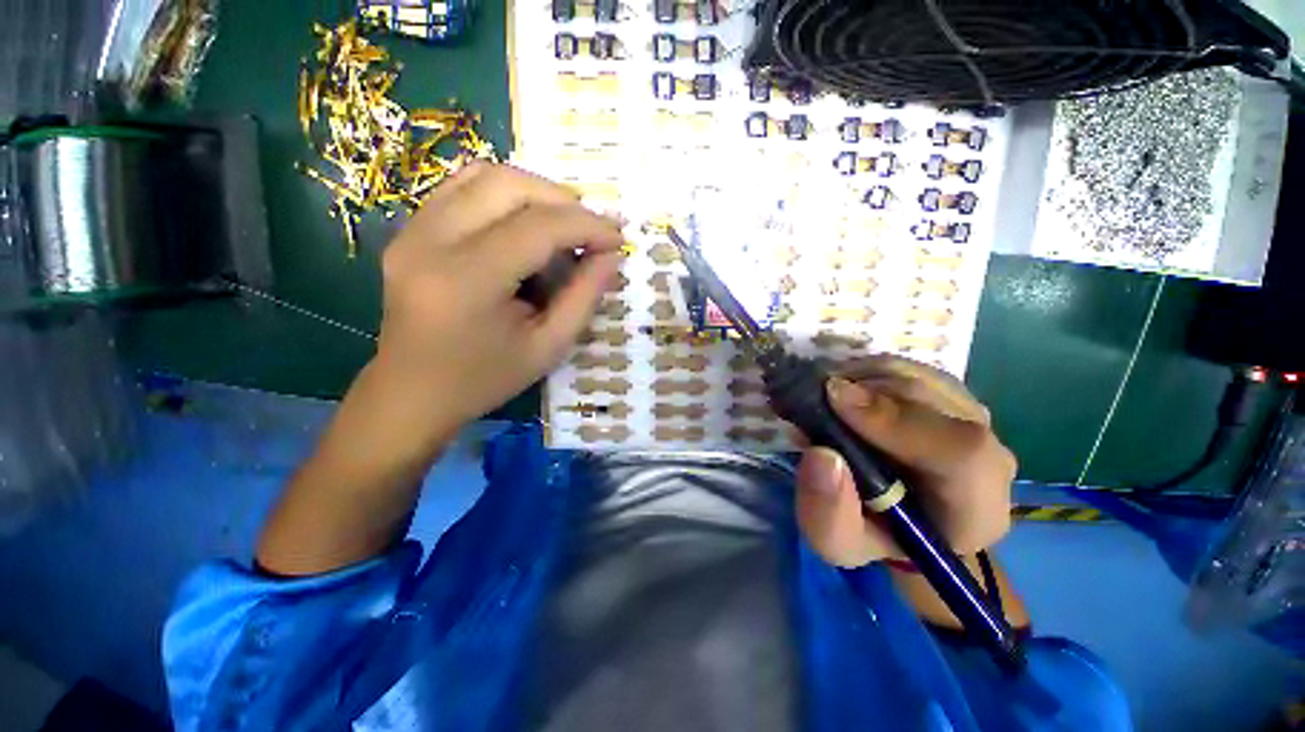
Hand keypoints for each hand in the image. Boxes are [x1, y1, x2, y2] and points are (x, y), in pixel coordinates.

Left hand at [373, 163, 623, 447]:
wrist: (412, 392)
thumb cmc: (485, 379)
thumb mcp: (548, 347)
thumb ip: (584, 297)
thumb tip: (611, 256)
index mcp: (467, 279)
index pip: (538, 227)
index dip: (587, 226)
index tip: (617, 239)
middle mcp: (431, 240)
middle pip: (508, 185)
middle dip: (563, 200)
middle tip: (592, 230)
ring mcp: (412, 230)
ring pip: (483, 175)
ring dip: (535, 191)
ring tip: (564, 223)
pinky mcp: (409, 230)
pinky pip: (462, 187)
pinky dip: (505, 194)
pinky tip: (526, 222)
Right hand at [794, 355, 1015, 566]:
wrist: (905, 518)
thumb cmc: (874, 535)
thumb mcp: (839, 543)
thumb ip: (828, 514)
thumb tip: (820, 454)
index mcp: (975, 509)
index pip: (961, 452)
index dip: (895, 419)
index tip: (834, 399)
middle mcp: (989, 455)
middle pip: (928, 398)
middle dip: (858, 392)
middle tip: (810, 402)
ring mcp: (973, 417)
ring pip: (912, 375)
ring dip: (856, 380)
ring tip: (824, 402)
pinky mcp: (950, 394)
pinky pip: (904, 367)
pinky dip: (863, 372)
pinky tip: (843, 394)